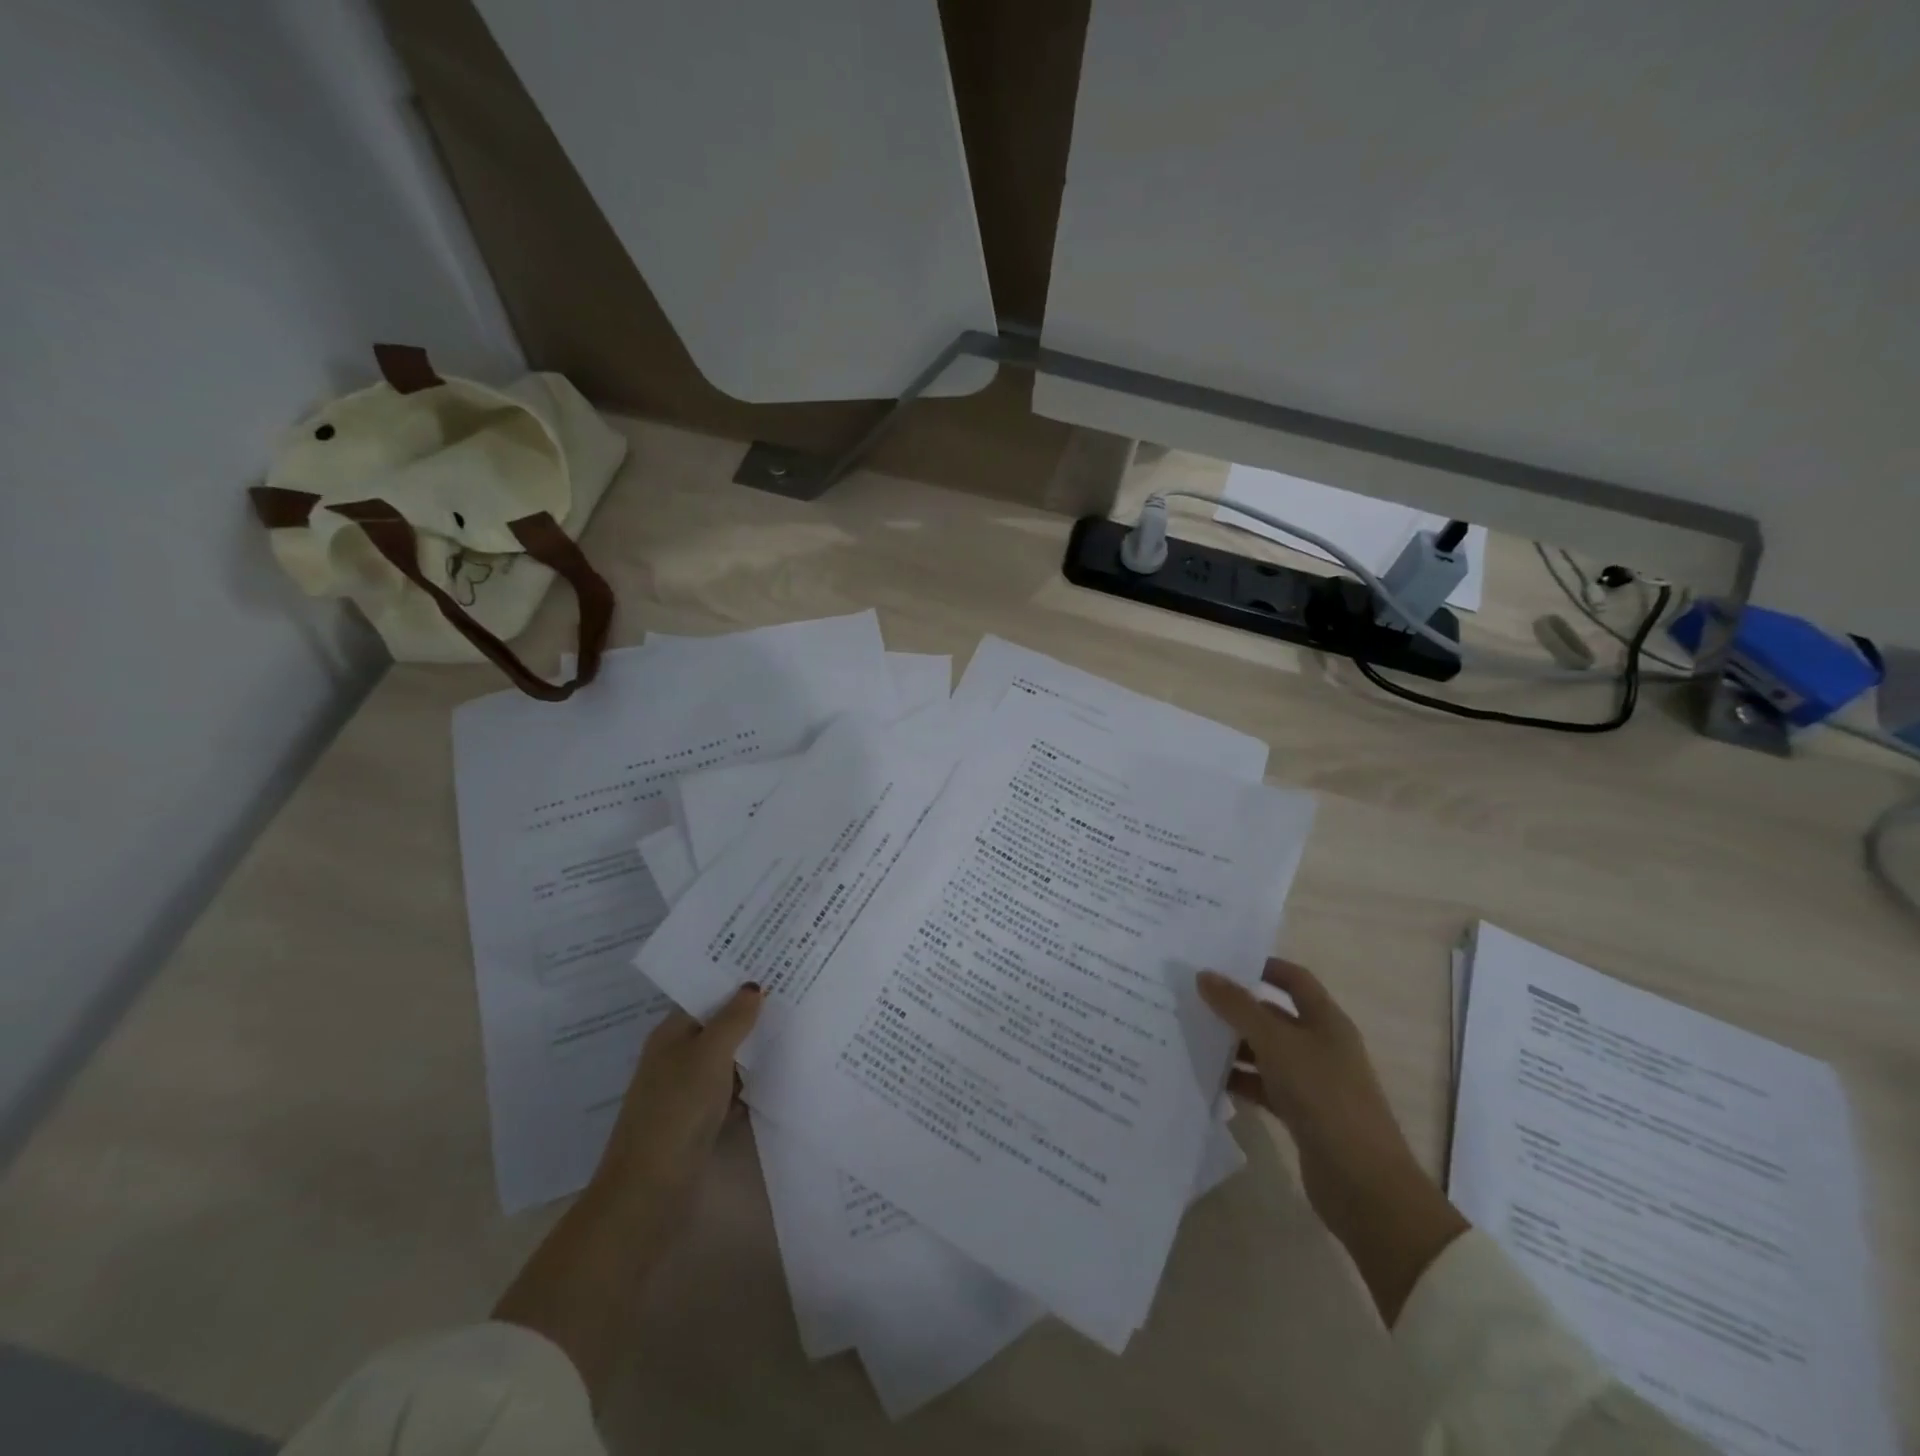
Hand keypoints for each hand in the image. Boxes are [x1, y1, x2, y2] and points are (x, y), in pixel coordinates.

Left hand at [494, 985, 764, 1400]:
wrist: (648, 1194)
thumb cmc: (676, 1113)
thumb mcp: (707, 1057)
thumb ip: (733, 1020)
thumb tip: (753, 986)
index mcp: (671, 1035)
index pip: (706, 996)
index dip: (736, 981)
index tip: (774, 964)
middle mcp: (677, 1058)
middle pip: (720, 1026)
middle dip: (752, 1014)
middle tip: (797, 991)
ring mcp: (688, 1092)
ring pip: (729, 1060)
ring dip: (756, 1050)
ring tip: (799, 1027)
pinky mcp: (701, 1122)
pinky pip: (733, 1091)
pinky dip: (753, 1085)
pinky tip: (784, 1076)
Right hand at [1198, 959, 1466, 1322]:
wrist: (1364, 1185)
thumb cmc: (1324, 1098)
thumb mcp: (1277, 1044)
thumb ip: (1239, 1008)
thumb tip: (1205, 975)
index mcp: (1326, 1021)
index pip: (1293, 980)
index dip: (1262, 966)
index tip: (1221, 962)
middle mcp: (1322, 1046)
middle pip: (1275, 1016)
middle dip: (1237, 1007)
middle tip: (1192, 998)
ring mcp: (1313, 1083)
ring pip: (1266, 1053)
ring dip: (1234, 1046)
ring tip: (1190, 1036)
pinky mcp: (1302, 1115)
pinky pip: (1264, 1087)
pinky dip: (1240, 1081)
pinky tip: (1209, 1079)